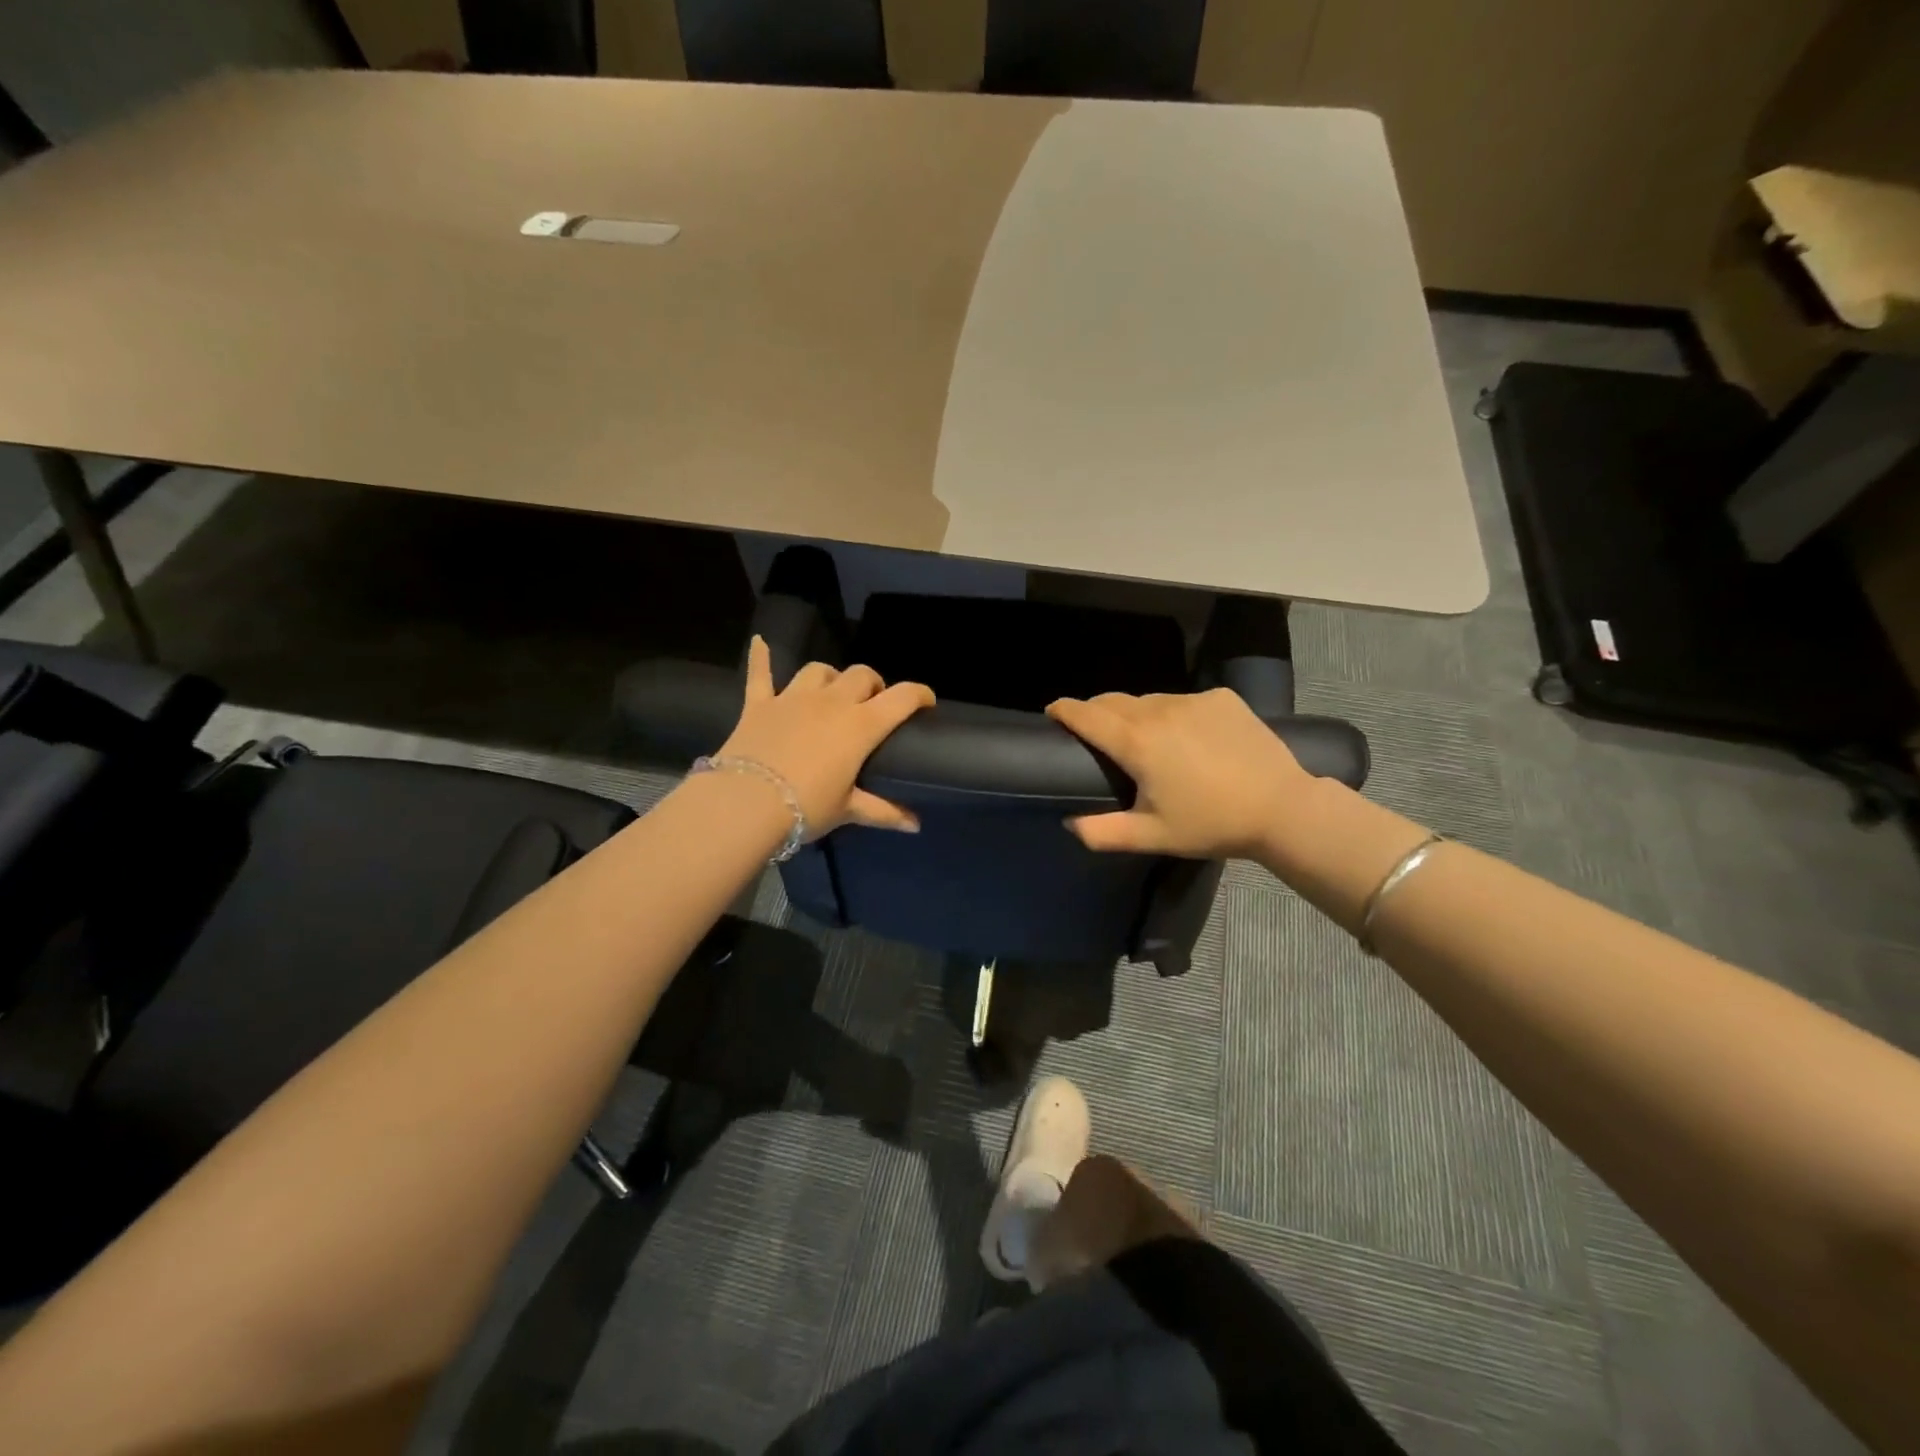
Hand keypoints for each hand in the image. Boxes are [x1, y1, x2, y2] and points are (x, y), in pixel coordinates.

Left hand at [717, 636, 934, 835]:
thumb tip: (915, 825)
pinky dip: (761, 657)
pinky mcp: (760, 704)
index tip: (927, 701)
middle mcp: (831, 702)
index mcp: (860, 725)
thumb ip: (884, 812)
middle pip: (861, 675)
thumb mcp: (848, 811)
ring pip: (819, 671)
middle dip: (873, 685)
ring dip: (831, 677)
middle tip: (873, 704)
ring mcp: (793, 698)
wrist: (747, 804)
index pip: (901, 698)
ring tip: (832, 691)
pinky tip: (760, 642)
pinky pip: (761, 673)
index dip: (920, 694)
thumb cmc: (807, 807)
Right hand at [1045, 688, 1314, 858]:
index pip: (1085, 714)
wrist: (1282, 808)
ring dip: (1136, 715)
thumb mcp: (1151, 836)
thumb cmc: (1211, 824)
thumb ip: (1102, 832)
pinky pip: (1183, 701)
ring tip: (1146, 740)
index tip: (1052, 713)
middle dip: (1095, 712)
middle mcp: (1158, 710)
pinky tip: (1190, 739)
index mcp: (1136, 742)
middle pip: (1112, 701)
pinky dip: (1174, 715)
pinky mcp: (1221, 698)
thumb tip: (1069, 823)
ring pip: (1148, 700)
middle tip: (1095, 734)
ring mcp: (1192, 700)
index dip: (1063, 710)